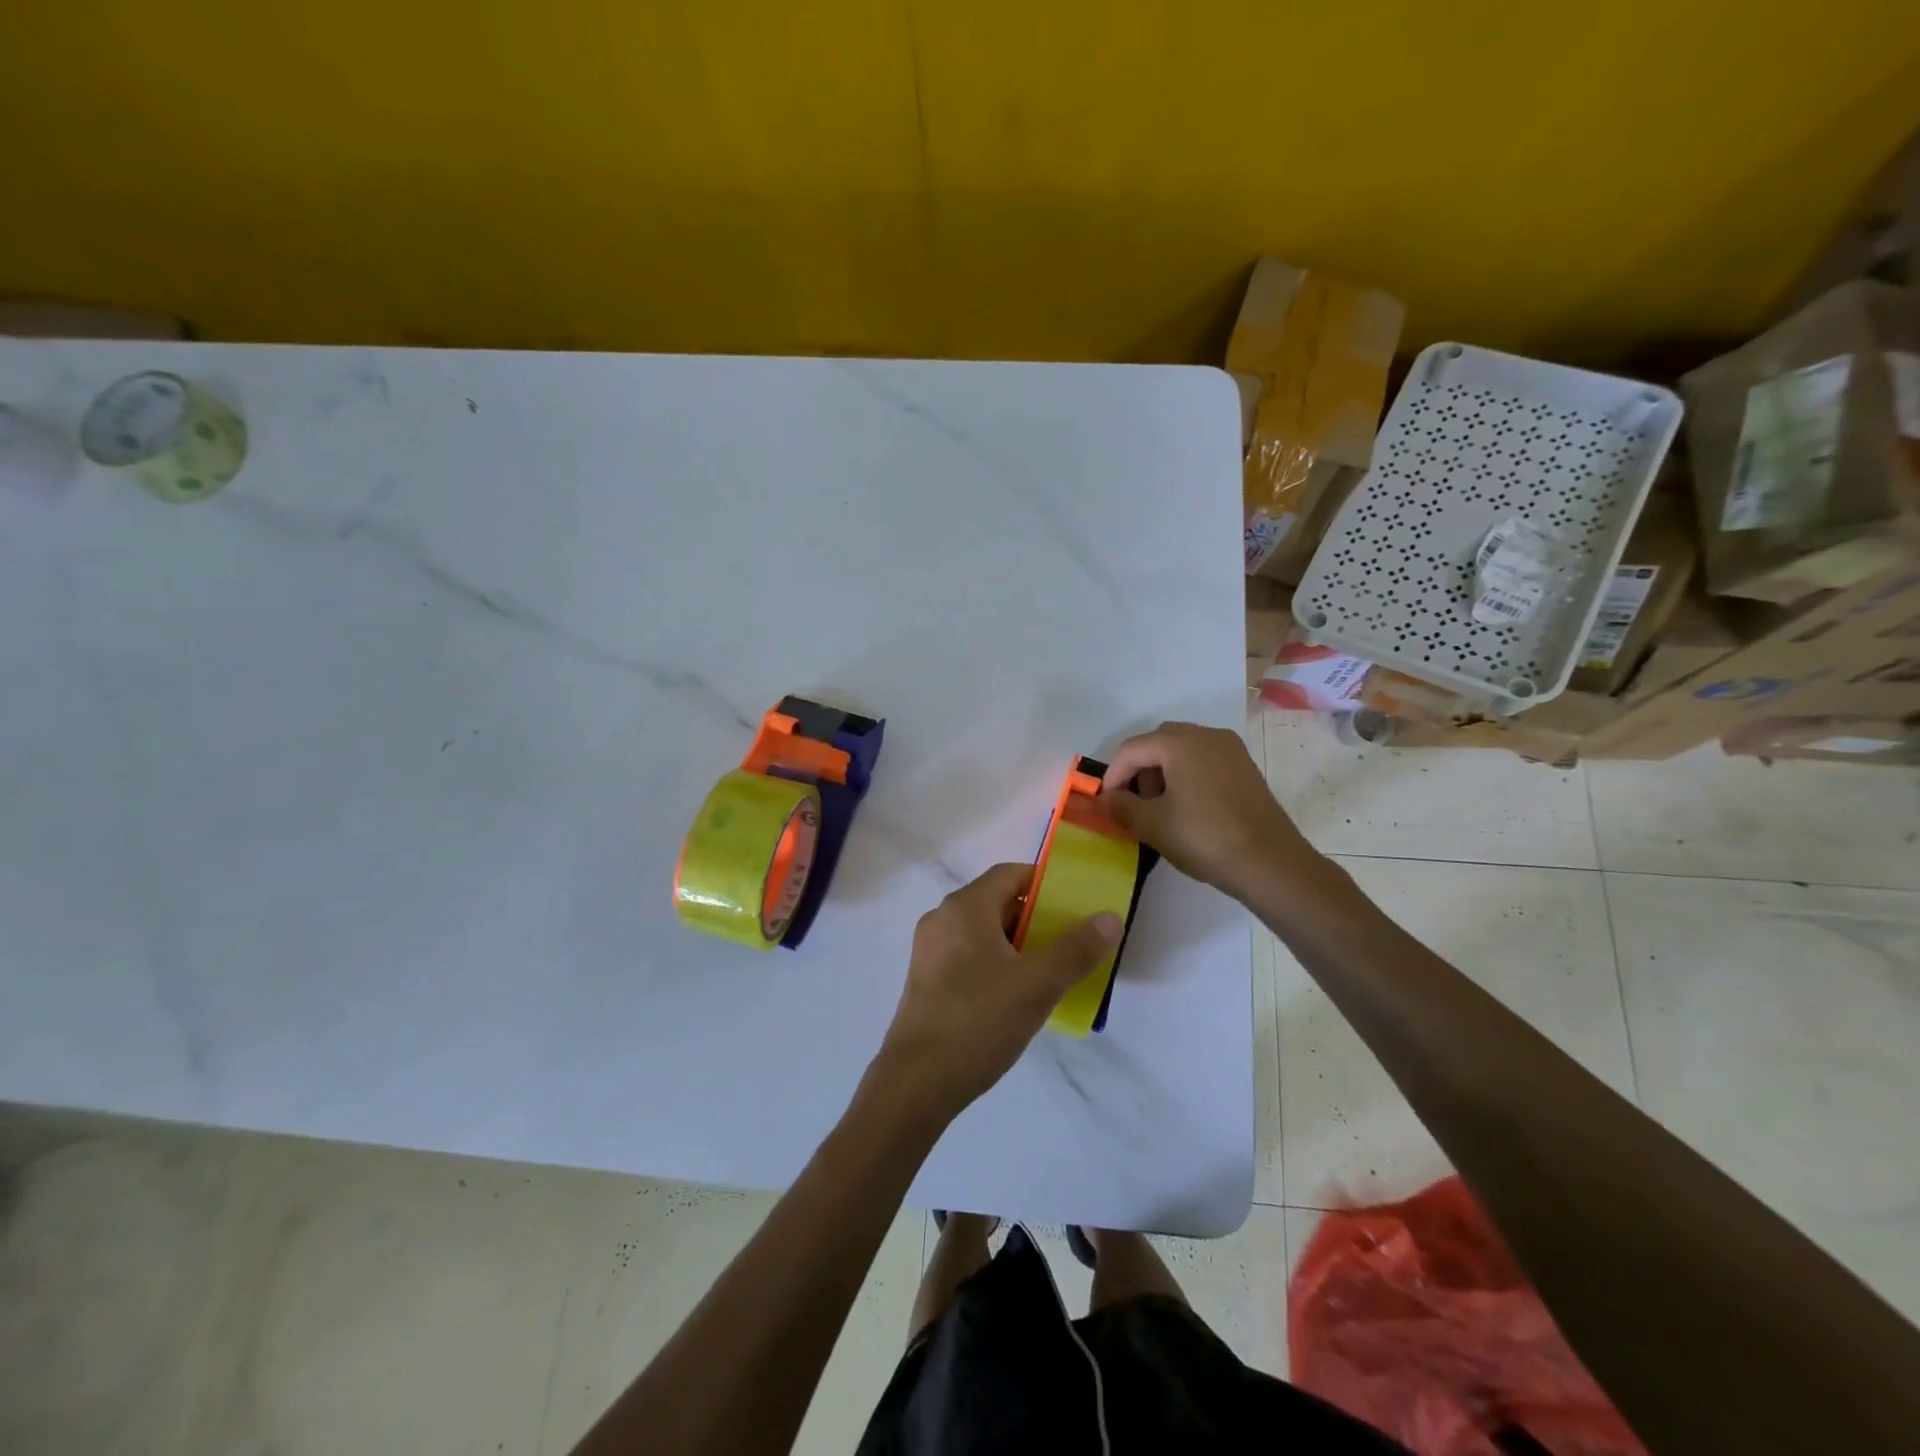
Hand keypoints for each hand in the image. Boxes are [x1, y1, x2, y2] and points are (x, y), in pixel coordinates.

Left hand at [873, 863, 1121, 1121]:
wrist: (916, 1082)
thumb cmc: (978, 1022)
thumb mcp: (1037, 985)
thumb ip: (1076, 949)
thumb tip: (1110, 918)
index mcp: (964, 907)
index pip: (1010, 874)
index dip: (1044, 883)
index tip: (1074, 904)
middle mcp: (942, 918)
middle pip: (996, 902)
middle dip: (1035, 917)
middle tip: (1069, 941)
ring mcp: (929, 950)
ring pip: (983, 932)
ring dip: (1017, 943)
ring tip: (1049, 971)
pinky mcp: (926, 979)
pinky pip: (968, 955)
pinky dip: (995, 962)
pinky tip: (1016, 996)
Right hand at [1099, 721, 1321, 900]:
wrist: (1270, 863)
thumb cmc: (1204, 838)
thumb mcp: (1152, 825)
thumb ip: (1122, 806)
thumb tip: (1108, 798)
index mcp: (1180, 743)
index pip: (1132, 749)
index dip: (1113, 774)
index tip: (1106, 803)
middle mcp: (1207, 736)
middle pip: (1158, 742)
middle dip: (1139, 769)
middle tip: (1133, 802)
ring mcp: (1231, 750)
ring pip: (1183, 750)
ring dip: (1162, 772)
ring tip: (1159, 807)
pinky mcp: (1245, 768)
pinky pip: (1204, 761)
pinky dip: (1186, 775)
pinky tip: (1186, 808)